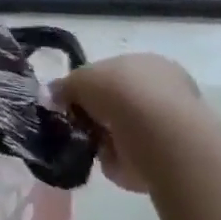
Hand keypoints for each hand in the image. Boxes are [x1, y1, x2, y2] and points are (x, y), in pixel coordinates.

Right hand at [50, 53, 201, 194]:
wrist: (157, 135)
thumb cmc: (119, 92)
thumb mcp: (78, 78)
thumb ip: (63, 86)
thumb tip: (52, 96)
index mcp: (147, 63)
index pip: (112, 72)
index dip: (88, 85)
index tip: (70, 98)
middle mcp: (163, 90)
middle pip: (116, 101)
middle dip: (94, 112)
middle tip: (75, 121)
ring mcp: (168, 124)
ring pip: (120, 128)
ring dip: (101, 135)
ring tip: (88, 139)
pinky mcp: (168, 155)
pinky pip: (128, 153)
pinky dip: (113, 156)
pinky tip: (104, 154)